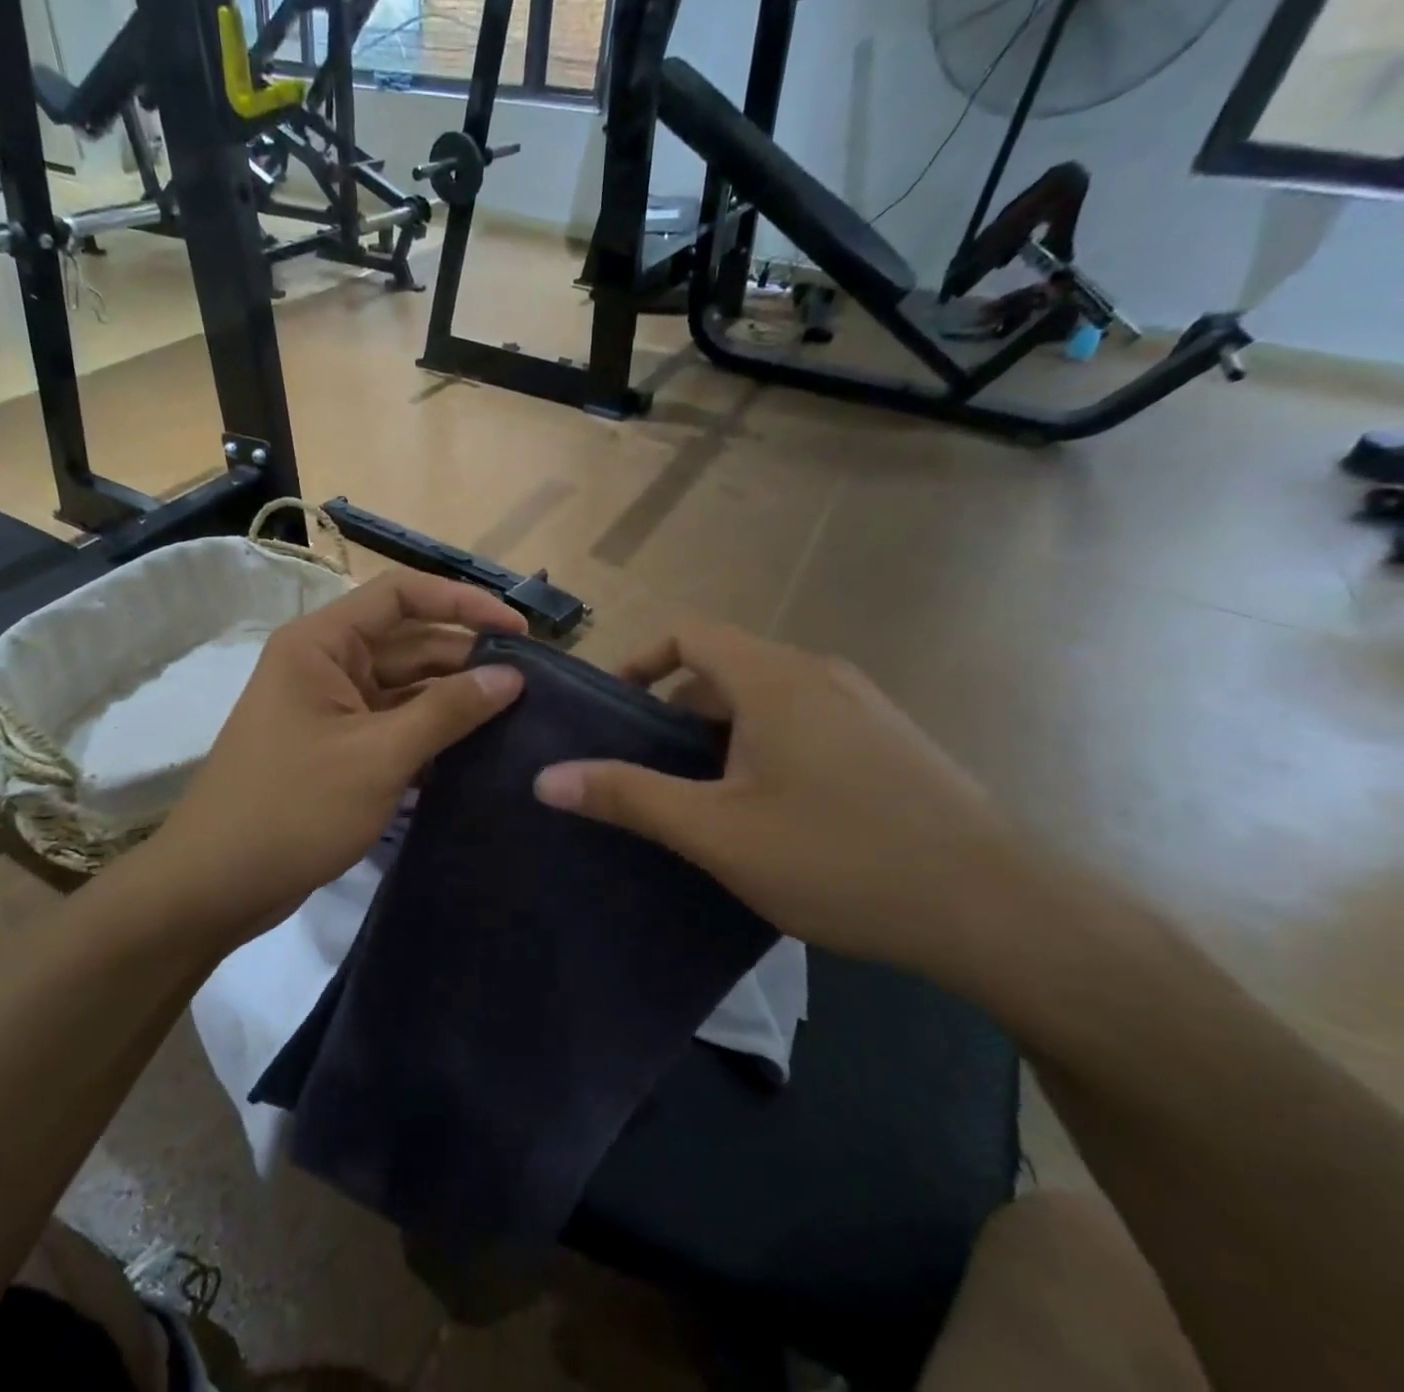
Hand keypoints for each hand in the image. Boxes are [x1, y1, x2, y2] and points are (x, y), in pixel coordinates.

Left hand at [133, 571, 525, 944]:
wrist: (215, 886)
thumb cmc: (292, 809)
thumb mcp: (378, 756)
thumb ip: (446, 711)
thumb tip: (511, 677)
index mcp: (322, 643)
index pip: (401, 595)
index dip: (463, 603)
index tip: (518, 632)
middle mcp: (326, 664)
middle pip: (409, 642)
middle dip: (466, 659)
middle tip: (532, 686)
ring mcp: (332, 708)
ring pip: (405, 687)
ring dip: (453, 700)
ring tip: (517, 717)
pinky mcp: (338, 747)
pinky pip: (394, 725)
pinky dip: (431, 734)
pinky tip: (477, 751)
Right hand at [533, 624, 1030, 987]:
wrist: (997, 910)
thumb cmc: (840, 858)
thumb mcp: (717, 833)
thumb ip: (628, 798)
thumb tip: (546, 779)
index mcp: (772, 677)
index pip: (686, 633)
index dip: (638, 661)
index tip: (611, 711)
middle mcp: (818, 672)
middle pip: (722, 667)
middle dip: (674, 711)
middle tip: (649, 770)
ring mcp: (862, 704)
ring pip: (765, 698)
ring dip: (720, 734)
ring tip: (703, 798)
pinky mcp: (889, 739)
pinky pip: (804, 721)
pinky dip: (765, 746)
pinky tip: (772, 813)